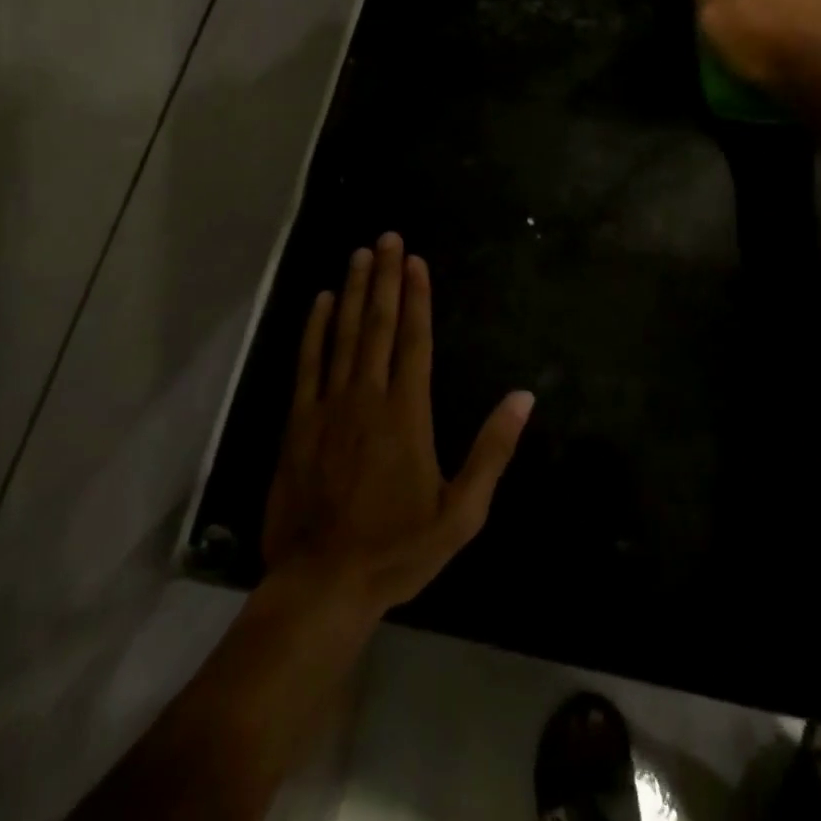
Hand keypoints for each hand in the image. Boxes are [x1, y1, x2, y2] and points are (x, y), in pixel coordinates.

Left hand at [262, 233, 533, 614]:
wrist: (323, 584)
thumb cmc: (398, 549)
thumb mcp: (462, 513)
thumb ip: (493, 451)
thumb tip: (523, 397)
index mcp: (407, 413)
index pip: (415, 340)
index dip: (417, 297)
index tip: (416, 261)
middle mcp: (368, 397)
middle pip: (379, 324)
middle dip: (385, 277)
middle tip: (387, 237)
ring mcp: (329, 406)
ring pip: (343, 334)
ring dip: (352, 290)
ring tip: (360, 254)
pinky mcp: (298, 422)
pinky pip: (308, 363)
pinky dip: (314, 328)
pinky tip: (320, 301)